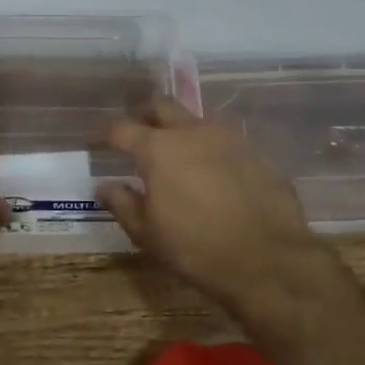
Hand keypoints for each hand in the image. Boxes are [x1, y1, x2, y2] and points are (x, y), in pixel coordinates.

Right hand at [97, 97, 354, 323]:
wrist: (268, 258)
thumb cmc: (196, 249)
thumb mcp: (148, 234)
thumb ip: (123, 204)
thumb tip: (105, 186)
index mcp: (158, 148)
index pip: (121, 128)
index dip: (105, 133)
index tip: (97, 142)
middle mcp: (191, 131)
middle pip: (161, 105)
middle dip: (144, 114)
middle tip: (138, 132)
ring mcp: (228, 136)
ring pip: (197, 116)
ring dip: (182, 126)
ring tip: (178, 149)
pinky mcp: (255, 150)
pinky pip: (226, 137)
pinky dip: (211, 145)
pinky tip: (213, 168)